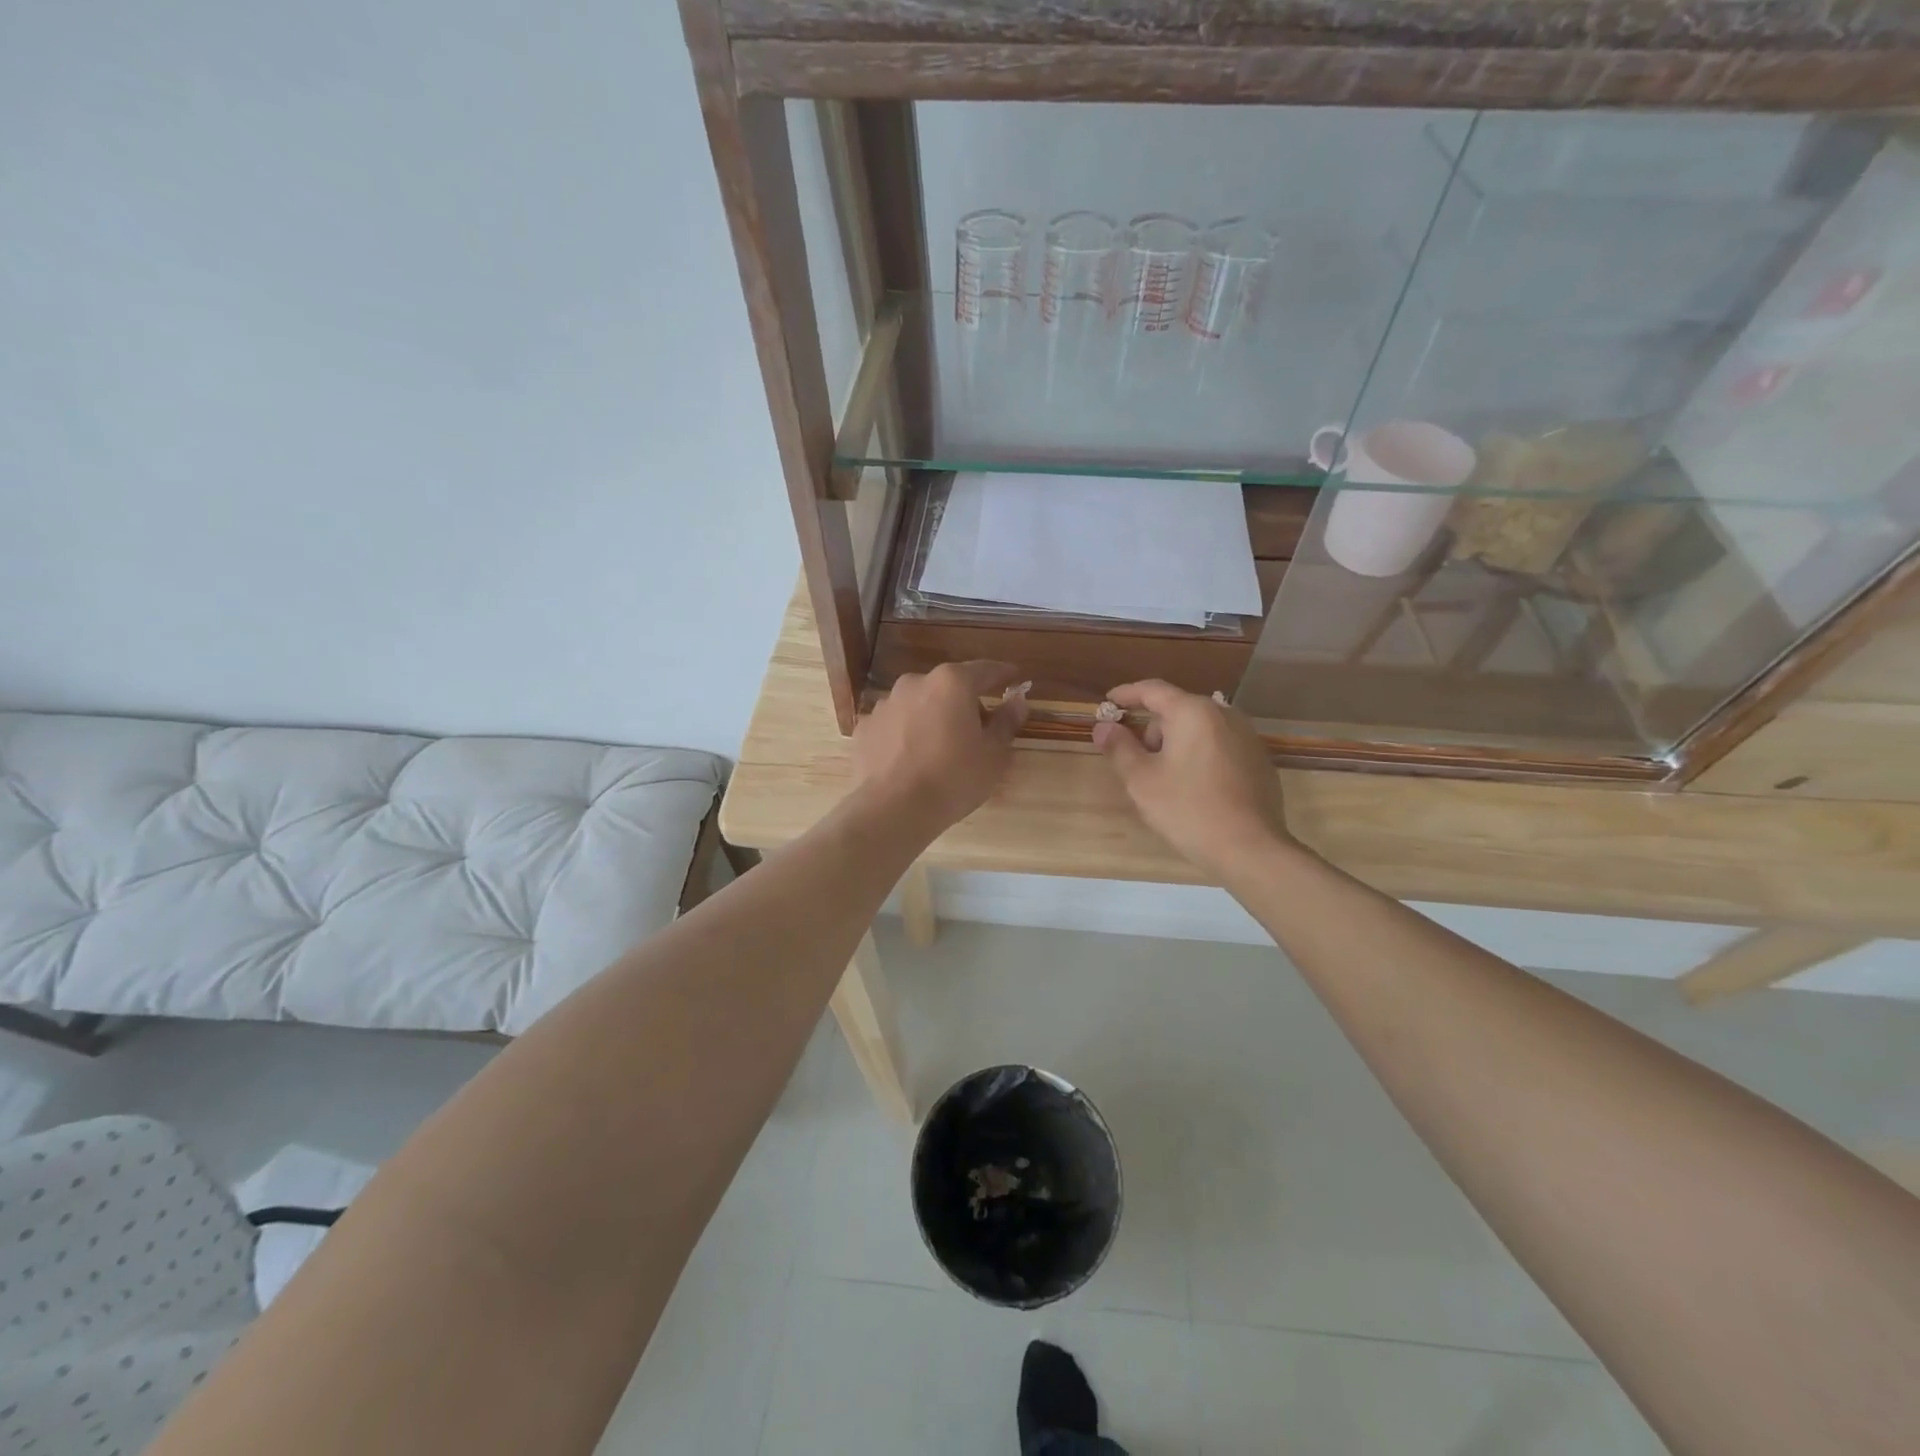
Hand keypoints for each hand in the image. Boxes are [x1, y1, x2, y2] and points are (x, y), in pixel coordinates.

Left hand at [852, 661, 1028, 839]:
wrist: (892, 810)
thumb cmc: (953, 779)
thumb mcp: (993, 755)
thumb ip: (1006, 722)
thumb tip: (1018, 701)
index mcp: (951, 683)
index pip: (986, 670)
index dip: (1004, 675)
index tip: (1015, 678)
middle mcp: (915, 683)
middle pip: (949, 686)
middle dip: (965, 702)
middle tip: (978, 730)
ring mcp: (885, 704)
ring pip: (919, 704)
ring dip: (933, 717)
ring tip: (940, 749)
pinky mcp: (865, 727)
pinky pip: (895, 724)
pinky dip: (906, 734)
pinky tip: (911, 760)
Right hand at [1092, 679, 1293, 876]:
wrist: (1250, 848)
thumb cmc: (1188, 809)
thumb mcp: (1141, 780)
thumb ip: (1119, 747)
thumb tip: (1104, 727)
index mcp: (1193, 712)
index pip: (1152, 690)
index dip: (1126, 694)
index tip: (1107, 704)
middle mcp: (1224, 714)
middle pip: (1177, 710)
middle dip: (1151, 729)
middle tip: (1134, 760)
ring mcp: (1247, 737)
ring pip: (1199, 729)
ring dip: (1175, 744)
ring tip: (1164, 780)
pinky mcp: (1259, 760)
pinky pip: (1218, 746)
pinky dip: (1199, 756)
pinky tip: (1194, 789)